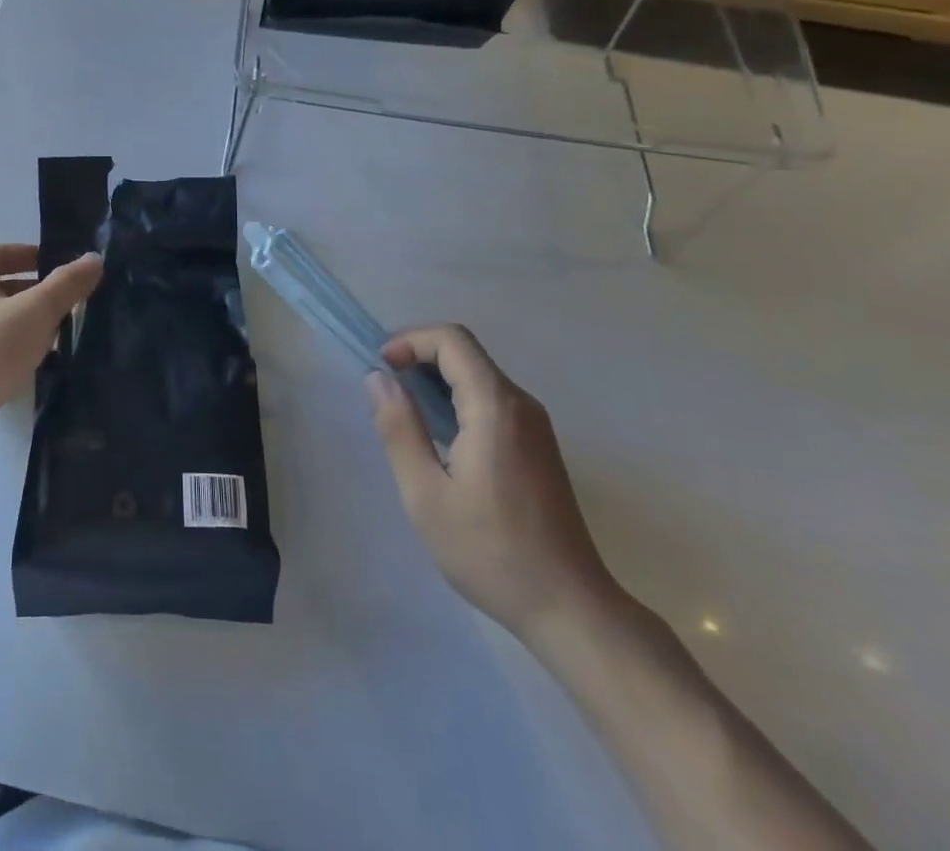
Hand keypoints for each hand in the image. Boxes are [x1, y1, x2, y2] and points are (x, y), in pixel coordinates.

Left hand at [0, 244, 102, 474]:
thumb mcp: (36, 311)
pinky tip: (40, 364)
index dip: (30, 255)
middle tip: (72, 302)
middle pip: (1, 287)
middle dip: (37, 293)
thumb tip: (95, 258)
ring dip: (29, 325)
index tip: (63, 267)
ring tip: (63, 334)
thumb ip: (67, 284)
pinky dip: (17, 352)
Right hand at [367, 325, 618, 643]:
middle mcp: (521, 405)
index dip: (410, 340)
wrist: (571, 609)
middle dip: (419, 356)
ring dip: (437, 379)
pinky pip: (492, 399)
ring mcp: (535, 426)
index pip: (452, 340)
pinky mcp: (538, 446)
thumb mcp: (426, 494)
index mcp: (495, 408)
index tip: (381, 368)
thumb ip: (399, 429)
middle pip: (466, 352)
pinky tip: (440, 436)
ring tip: (405, 412)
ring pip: (479, 375)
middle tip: (385, 389)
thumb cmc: (491, 552)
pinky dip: (457, 398)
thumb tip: (378, 378)